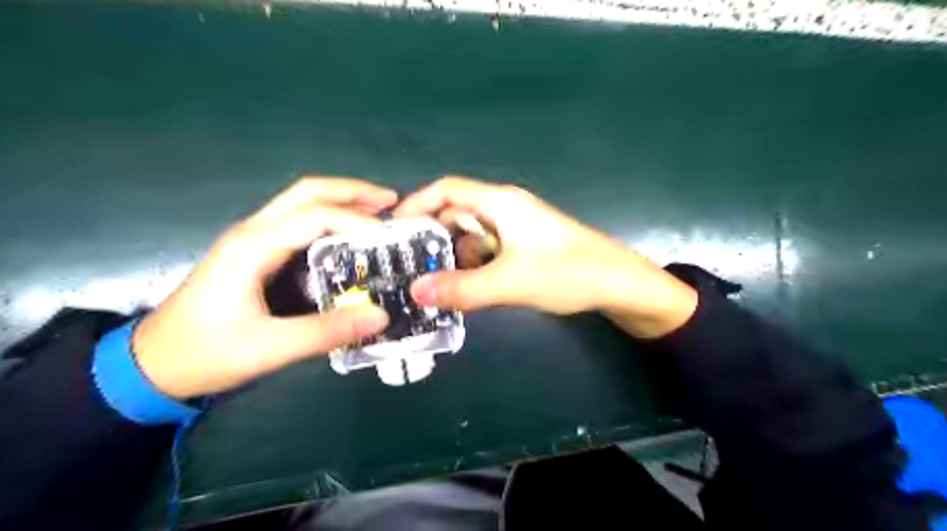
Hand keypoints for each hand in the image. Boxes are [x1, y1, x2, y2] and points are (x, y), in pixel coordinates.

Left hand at [132, 179, 397, 398]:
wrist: (152, 365)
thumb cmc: (205, 353)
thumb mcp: (269, 348)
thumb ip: (326, 332)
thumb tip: (381, 316)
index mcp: (252, 247)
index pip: (315, 216)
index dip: (357, 221)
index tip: (389, 238)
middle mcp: (252, 231)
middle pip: (307, 192)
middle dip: (352, 191)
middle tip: (392, 200)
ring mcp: (252, 238)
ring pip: (301, 201)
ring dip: (342, 200)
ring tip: (380, 210)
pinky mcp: (255, 251)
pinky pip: (298, 221)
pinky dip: (330, 218)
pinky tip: (350, 233)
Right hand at [393, 176, 694, 336]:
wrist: (618, 284)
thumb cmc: (567, 273)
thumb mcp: (510, 282)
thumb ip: (463, 288)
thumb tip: (416, 292)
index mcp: (500, 203)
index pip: (447, 190)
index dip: (418, 203)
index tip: (393, 229)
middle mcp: (505, 210)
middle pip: (456, 214)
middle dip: (433, 238)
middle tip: (408, 267)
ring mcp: (516, 229)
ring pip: (471, 237)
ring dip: (454, 257)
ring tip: (434, 284)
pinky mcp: (524, 247)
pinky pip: (488, 251)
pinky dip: (473, 266)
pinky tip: (467, 288)